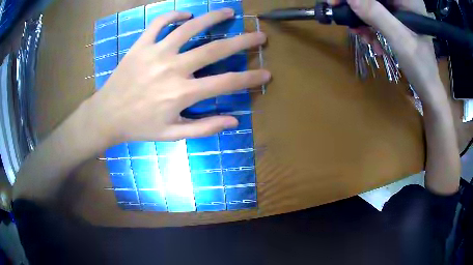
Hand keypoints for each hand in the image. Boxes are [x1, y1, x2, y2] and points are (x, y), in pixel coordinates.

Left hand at [87, 9, 269, 145]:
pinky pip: (159, 23)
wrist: (108, 115)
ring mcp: (156, 53)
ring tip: (228, 12)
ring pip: (189, 28)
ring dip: (212, 18)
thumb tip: (233, 120)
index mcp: (183, 93)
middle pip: (215, 49)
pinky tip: (186, 14)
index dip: (250, 78)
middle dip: (242, 41)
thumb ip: (204, 127)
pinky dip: (173, 15)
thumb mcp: (173, 134)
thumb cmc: (140, 126)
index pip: (226, 82)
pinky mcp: (141, 45)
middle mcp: (173, 68)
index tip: (266, 72)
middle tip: (259, 35)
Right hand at [330, 0, 443, 101]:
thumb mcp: (399, 40)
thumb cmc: (421, 66)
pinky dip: (370, 27)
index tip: (337, 3)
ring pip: (372, 5)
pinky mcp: (397, 19)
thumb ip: (376, 15)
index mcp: (408, 0)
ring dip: (363, 20)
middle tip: (347, 21)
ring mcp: (400, 9)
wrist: (427, 86)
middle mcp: (403, 0)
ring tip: (364, 38)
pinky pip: (376, 16)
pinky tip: (372, 41)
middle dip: (358, 8)